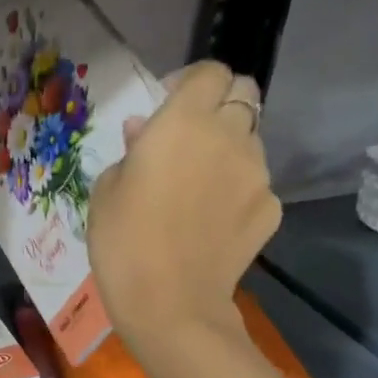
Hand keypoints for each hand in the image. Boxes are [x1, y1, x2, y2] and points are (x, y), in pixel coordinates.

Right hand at [88, 61, 281, 359]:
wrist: (170, 305)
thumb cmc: (123, 242)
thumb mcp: (105, 190)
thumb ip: (130, 150)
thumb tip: (143, 133)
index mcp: (184, 122)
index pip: (210, 72)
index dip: (189, 82)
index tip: (166, 106)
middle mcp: (230, 135)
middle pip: (244, 94)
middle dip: (219, 105)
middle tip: (189, 138)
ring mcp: (258, 173)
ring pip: (251, 140)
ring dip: (228, 149)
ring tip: (198, 186)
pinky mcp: (271, 208)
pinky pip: (255, 184)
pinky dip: (237, 190)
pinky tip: (212, 220)